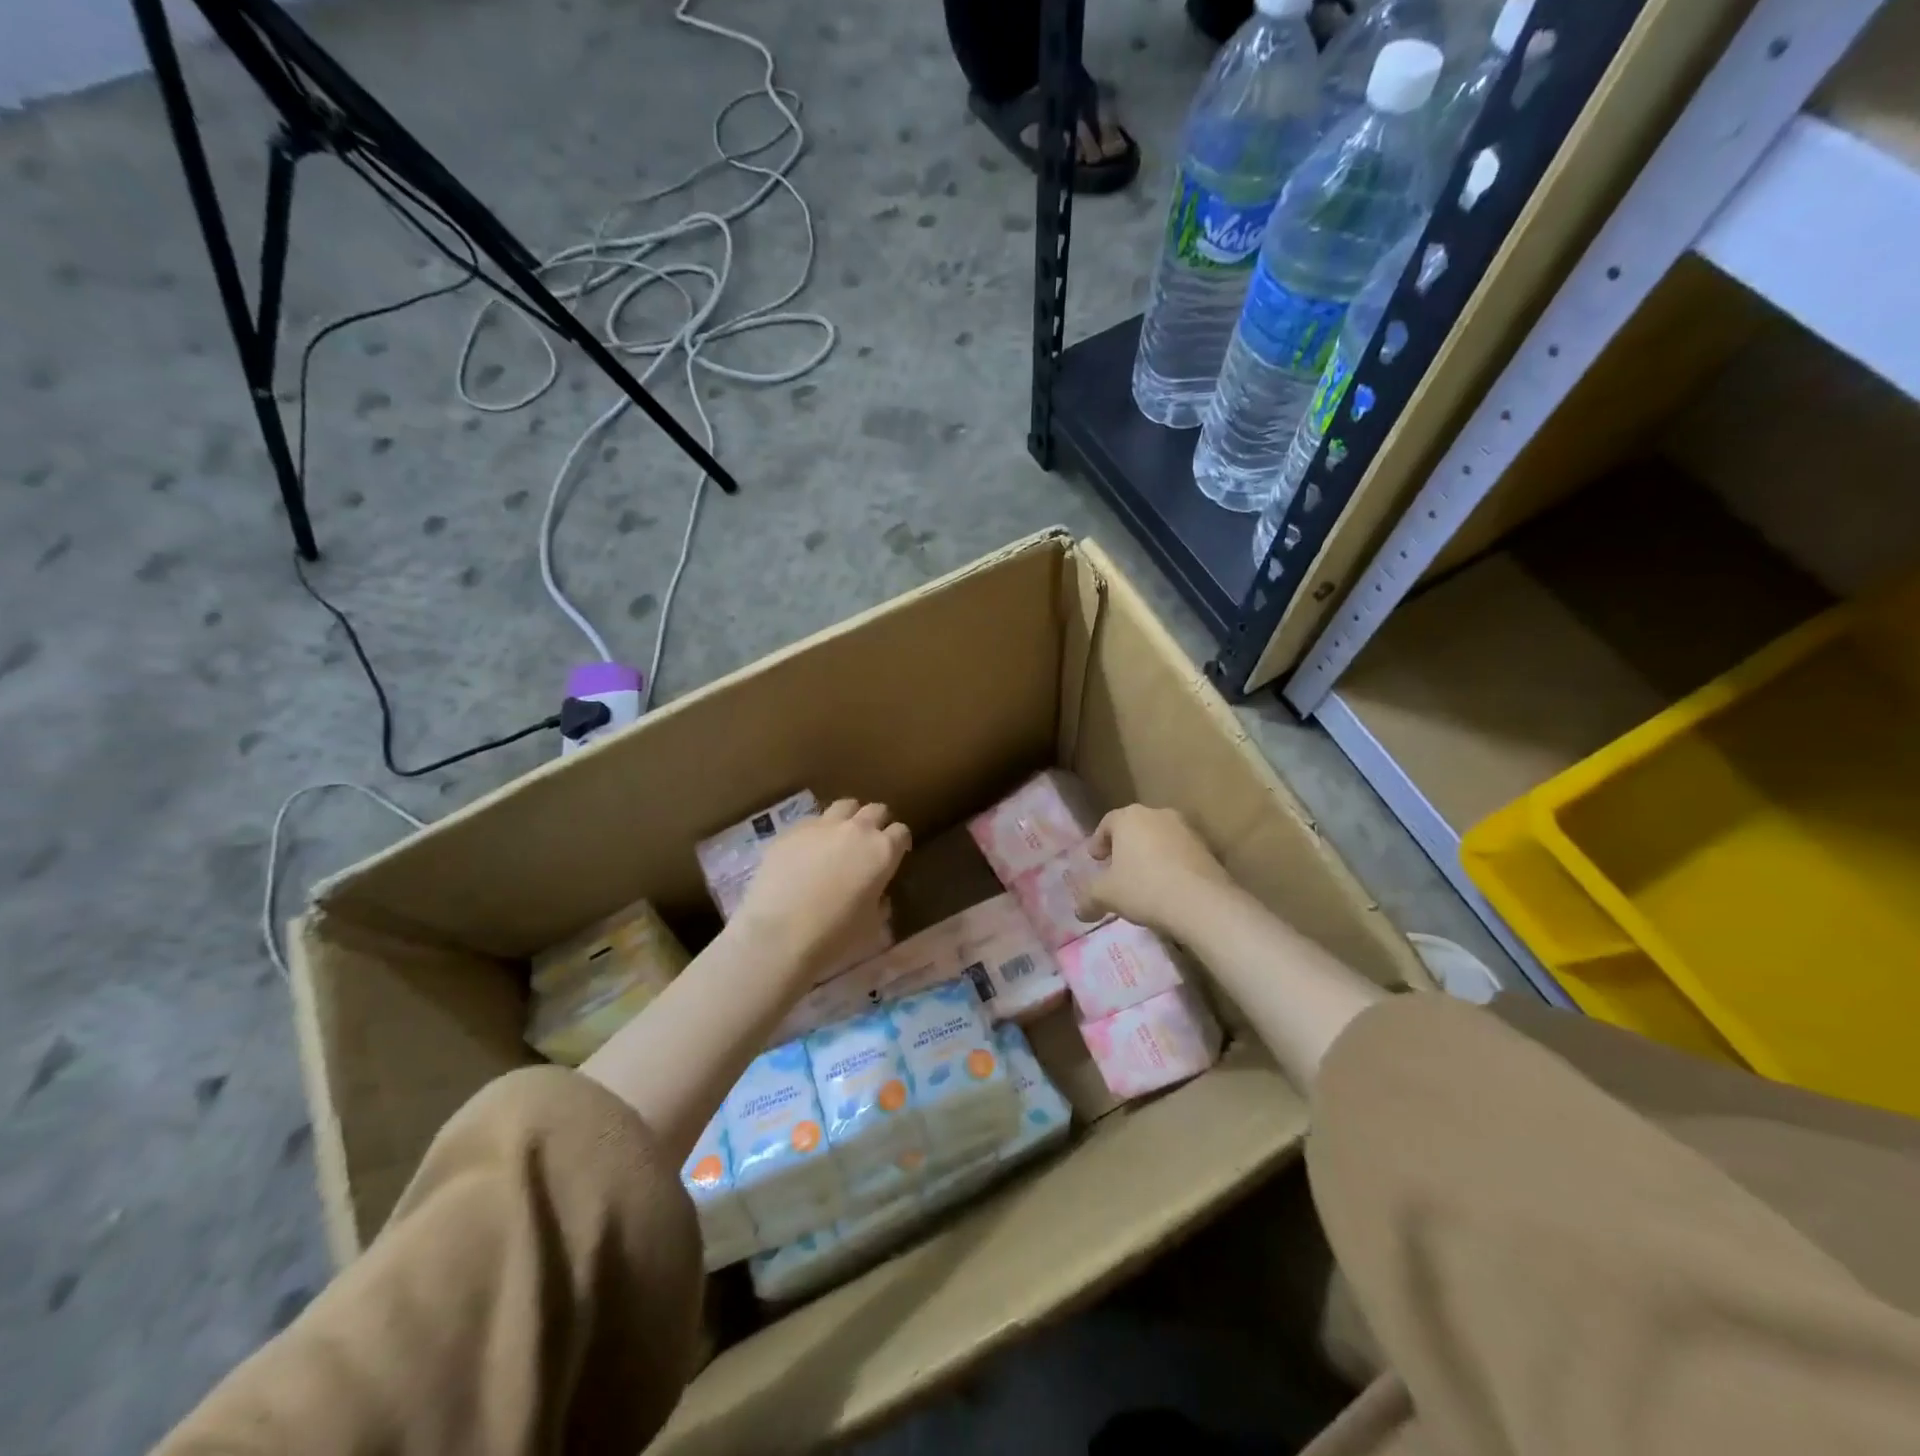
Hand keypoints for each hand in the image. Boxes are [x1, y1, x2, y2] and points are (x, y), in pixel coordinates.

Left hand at [731, 799, 910, 985]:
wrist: (778, 935)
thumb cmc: (835, 937)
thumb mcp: (872, 927)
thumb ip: (880, 904)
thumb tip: (878, 897)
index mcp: (883, 851)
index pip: (901, 832)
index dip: (899, 843)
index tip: (895, 855)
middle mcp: (856, 829)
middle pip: (875, 810)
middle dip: (876, 823)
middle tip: (869, 844)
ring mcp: (821, 826)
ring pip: (843, 806)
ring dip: (847, 818)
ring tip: (839, 839)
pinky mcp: (790, 831)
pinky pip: (811, 822)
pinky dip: (815, 832)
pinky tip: (805, 853)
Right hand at [1073, 804, 1234, 939]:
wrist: (1202, 902)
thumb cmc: (1144, 888)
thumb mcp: (1106, 896)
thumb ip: (1088, 899)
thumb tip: (1080, 911)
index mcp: (1129, 817)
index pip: (1107, 823)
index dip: (1098, 841)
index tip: (1096, 860)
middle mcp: (1158, 815)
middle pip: (1134, 827)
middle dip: (1124, 846)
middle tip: (1117, 869)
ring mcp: (1186, 829)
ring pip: (1159, 838)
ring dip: (1149, 854)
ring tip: (1144, 880)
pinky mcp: (1207, 847)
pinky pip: (1180, 853)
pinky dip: (1170, 864)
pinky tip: (1168, 887)